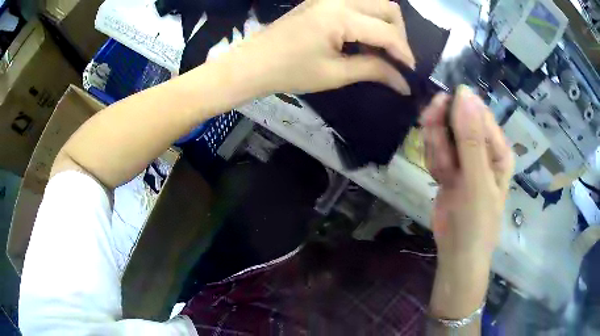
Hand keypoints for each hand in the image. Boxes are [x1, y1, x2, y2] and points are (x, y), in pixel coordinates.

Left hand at [225, 0, 414, 94]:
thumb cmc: (289, 72)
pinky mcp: (322, 1)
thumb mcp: (335, 75)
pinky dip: (369, 19)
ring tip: (382, 50)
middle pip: (388, 7)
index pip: (387, 32)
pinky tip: (364, 39)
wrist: (253, 63)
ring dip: (386, 24)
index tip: (410, 74)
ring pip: (375, 1)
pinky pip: (358, 3)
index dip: (404, 54)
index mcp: (340, 16)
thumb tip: (403, 82)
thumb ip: (373, 70)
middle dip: (399, 34)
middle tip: (396, 59)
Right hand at [421, 86, 513, 318]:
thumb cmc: (477, 221)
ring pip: (442, 135)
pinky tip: (439, 179)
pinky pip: (435, 152)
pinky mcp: (448, 169)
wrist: (457, 254)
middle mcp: (482, 149)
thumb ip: (470, 138)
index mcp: (497, 148)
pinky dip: (433, 162)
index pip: (477, 113)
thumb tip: (464, 92)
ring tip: (443, 174)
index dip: (457, 108)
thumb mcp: (477, 180)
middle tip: (433, 140)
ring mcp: (464, 159)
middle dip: (441, 130)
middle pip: (457, 120)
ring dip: (436, 150)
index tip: (437, 109)